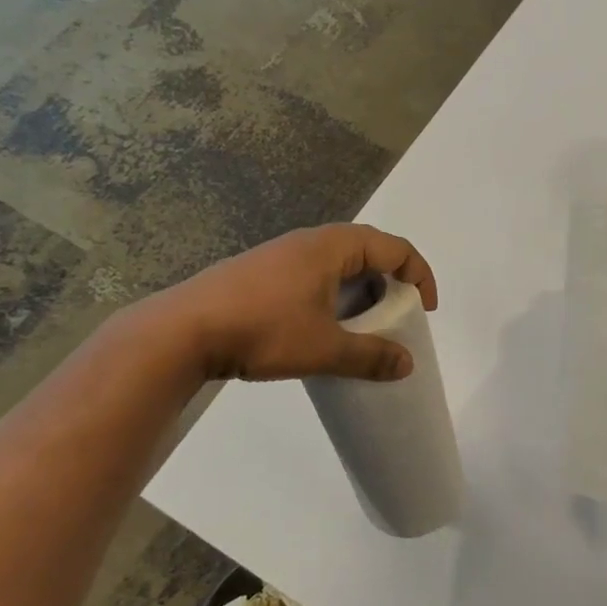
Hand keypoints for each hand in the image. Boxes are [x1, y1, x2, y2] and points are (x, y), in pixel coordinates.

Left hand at [147, 225, 438, 382]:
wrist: (181, 331)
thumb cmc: (262, 330)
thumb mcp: (324, 349)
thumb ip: (370, 356)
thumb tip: (407, 364)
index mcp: (332, 246)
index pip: (394, 247)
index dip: (419, 275)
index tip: (425, 309)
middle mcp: (309, 241)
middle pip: (368, 250)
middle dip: (390, 282)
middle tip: (397, 316)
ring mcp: (281, 254)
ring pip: (337, 263)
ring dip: (359, 290)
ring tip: (363, 325)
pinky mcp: (261, 273)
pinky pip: (313, 274)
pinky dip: (333, 294)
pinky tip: (322, 326)